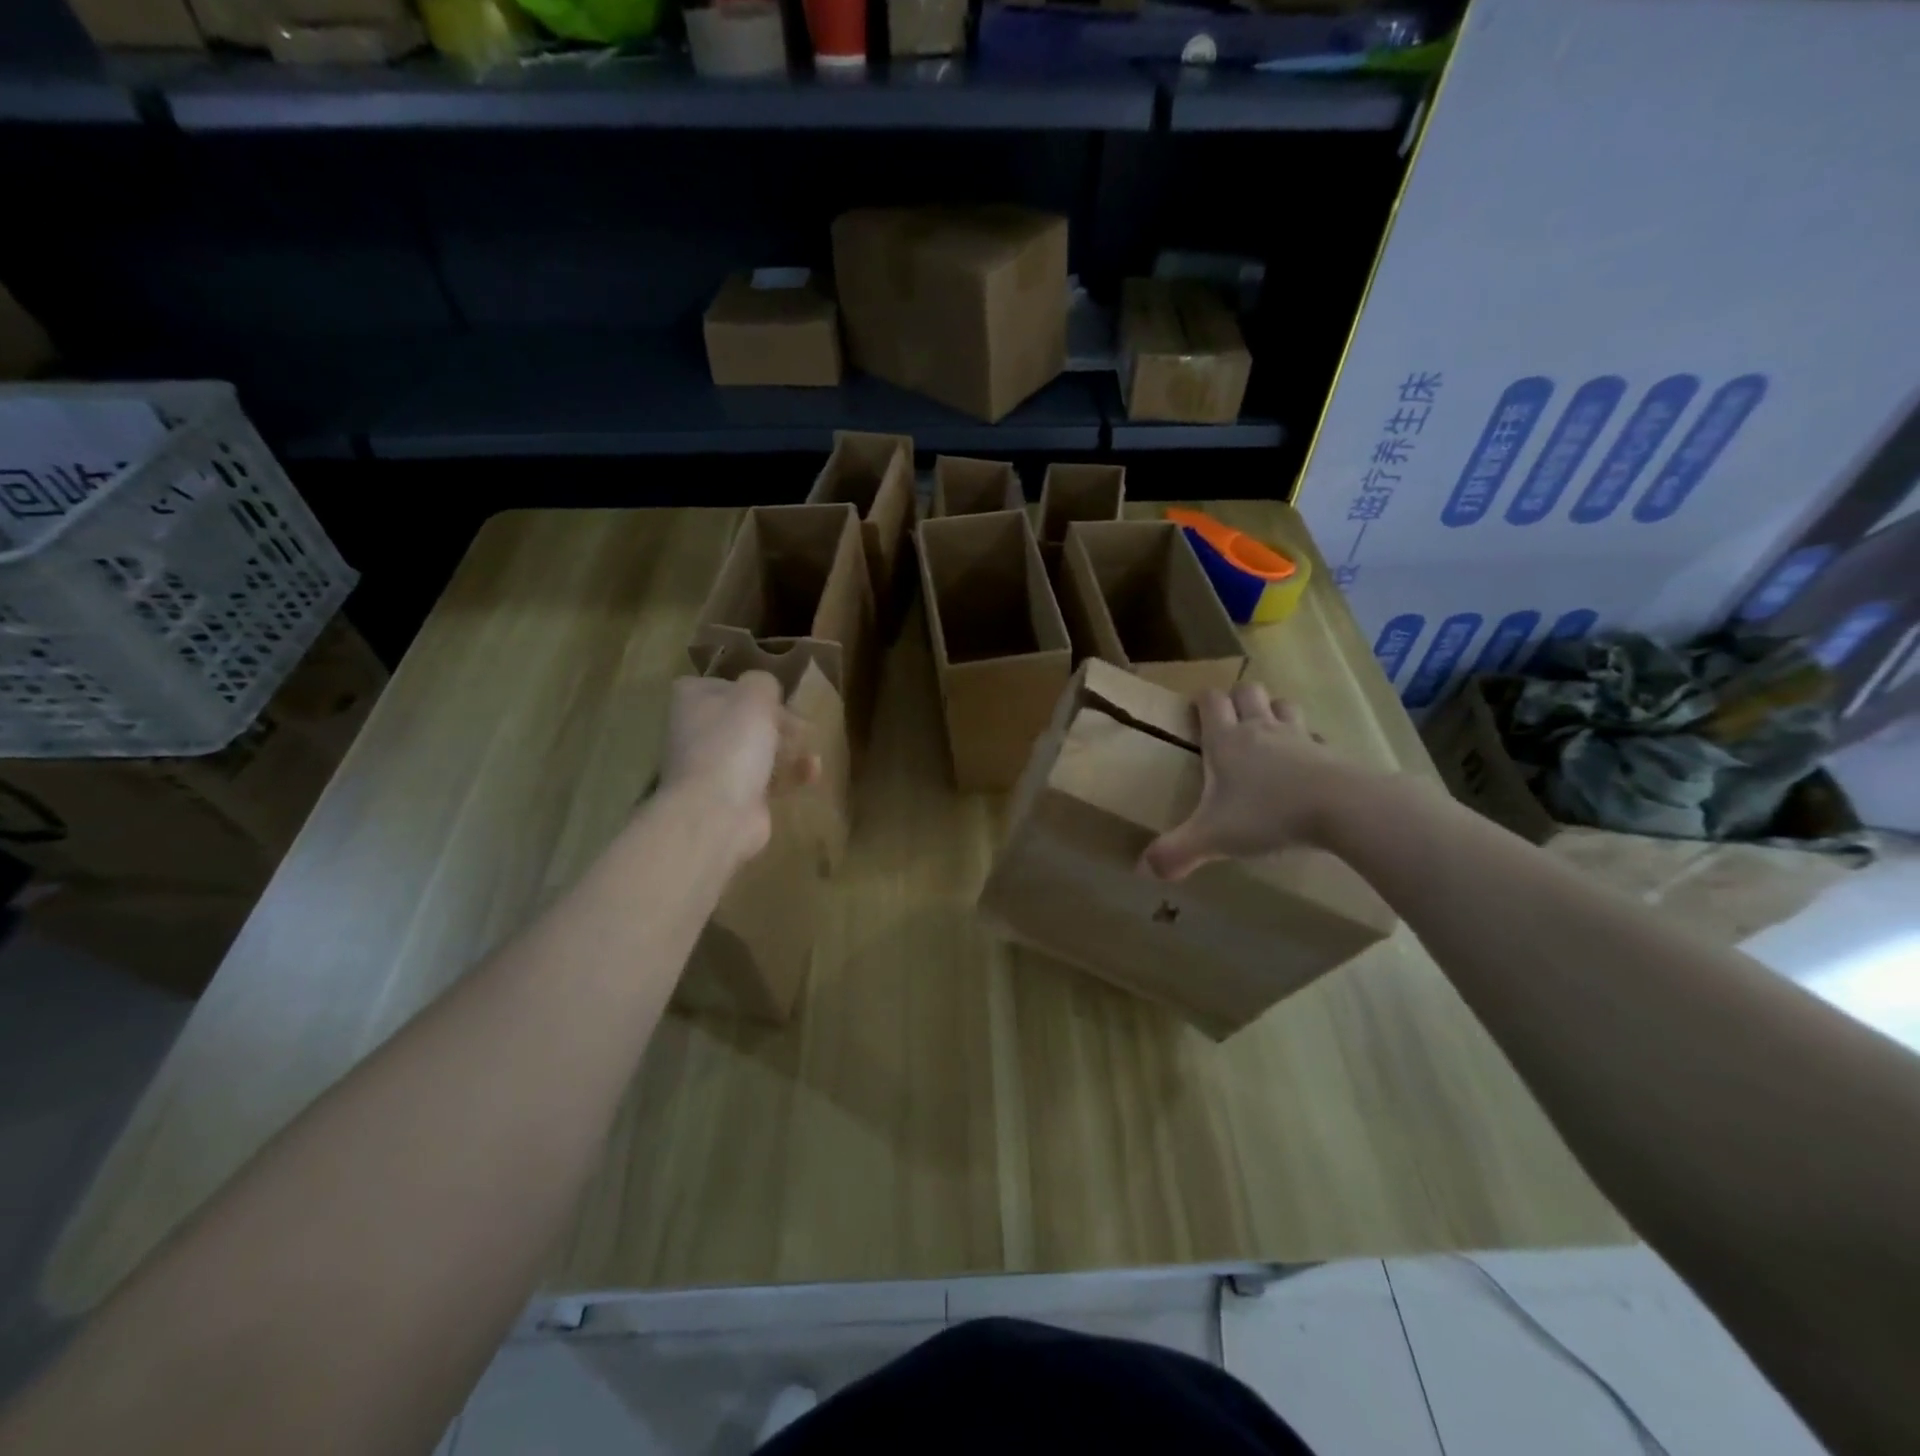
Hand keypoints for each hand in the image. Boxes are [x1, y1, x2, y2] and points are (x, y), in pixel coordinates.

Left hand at [660, 672, 818, 863]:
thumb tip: (764, 690)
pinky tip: (813, 772)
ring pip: (756, 749)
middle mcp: (697, 733)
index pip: (718, 686)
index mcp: (692, 702)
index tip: (773, 696)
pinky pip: (767, 779)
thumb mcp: (755, 695)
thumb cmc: (732, 744)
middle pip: (742, 719)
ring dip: (788, 747)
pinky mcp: (734, 797)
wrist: (717, 813)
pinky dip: (790, 774)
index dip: (747, 689)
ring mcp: (714, 768)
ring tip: (810, 748)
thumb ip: (763, 683)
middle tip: (801, 725)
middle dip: (777, 721)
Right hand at [1139, 681, 1365, 880]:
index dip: (1201, 700)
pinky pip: (1316, 738)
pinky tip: (1307, 764)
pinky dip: (1309, 744)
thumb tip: (1144, 869)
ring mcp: (1299, 737)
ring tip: (1268, 734)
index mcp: (1226, 741)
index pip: (1210, 700)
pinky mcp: (1330, 753)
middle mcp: (1260, 729)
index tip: (1195, 710)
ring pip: (1284, 705)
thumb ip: (1176, 852)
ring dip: (1274, 712)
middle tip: (1232, 721)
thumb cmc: (1267, 814)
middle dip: (1238, 699)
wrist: (1342, 808)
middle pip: (1249, 691)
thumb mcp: (1212, 838)